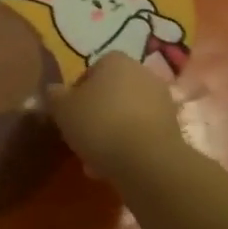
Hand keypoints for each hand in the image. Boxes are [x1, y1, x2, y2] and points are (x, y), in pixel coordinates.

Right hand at [47, 53, 183, 177]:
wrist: (147, 160)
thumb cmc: (99, 123)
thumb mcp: (62, 108)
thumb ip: (54, 95)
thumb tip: (53, 91)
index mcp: (115, 60)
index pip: (92, 71)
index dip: (78, 93)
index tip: (70, 114)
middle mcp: (142, 73)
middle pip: (111, 93)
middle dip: (97, 114)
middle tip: (82, 137)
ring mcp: (162, 100)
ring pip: (127, 115)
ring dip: (113, 132)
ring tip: (95, 160)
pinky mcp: (173, 128)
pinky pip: (142, 133)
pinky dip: (129, 146)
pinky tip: (114, 167)